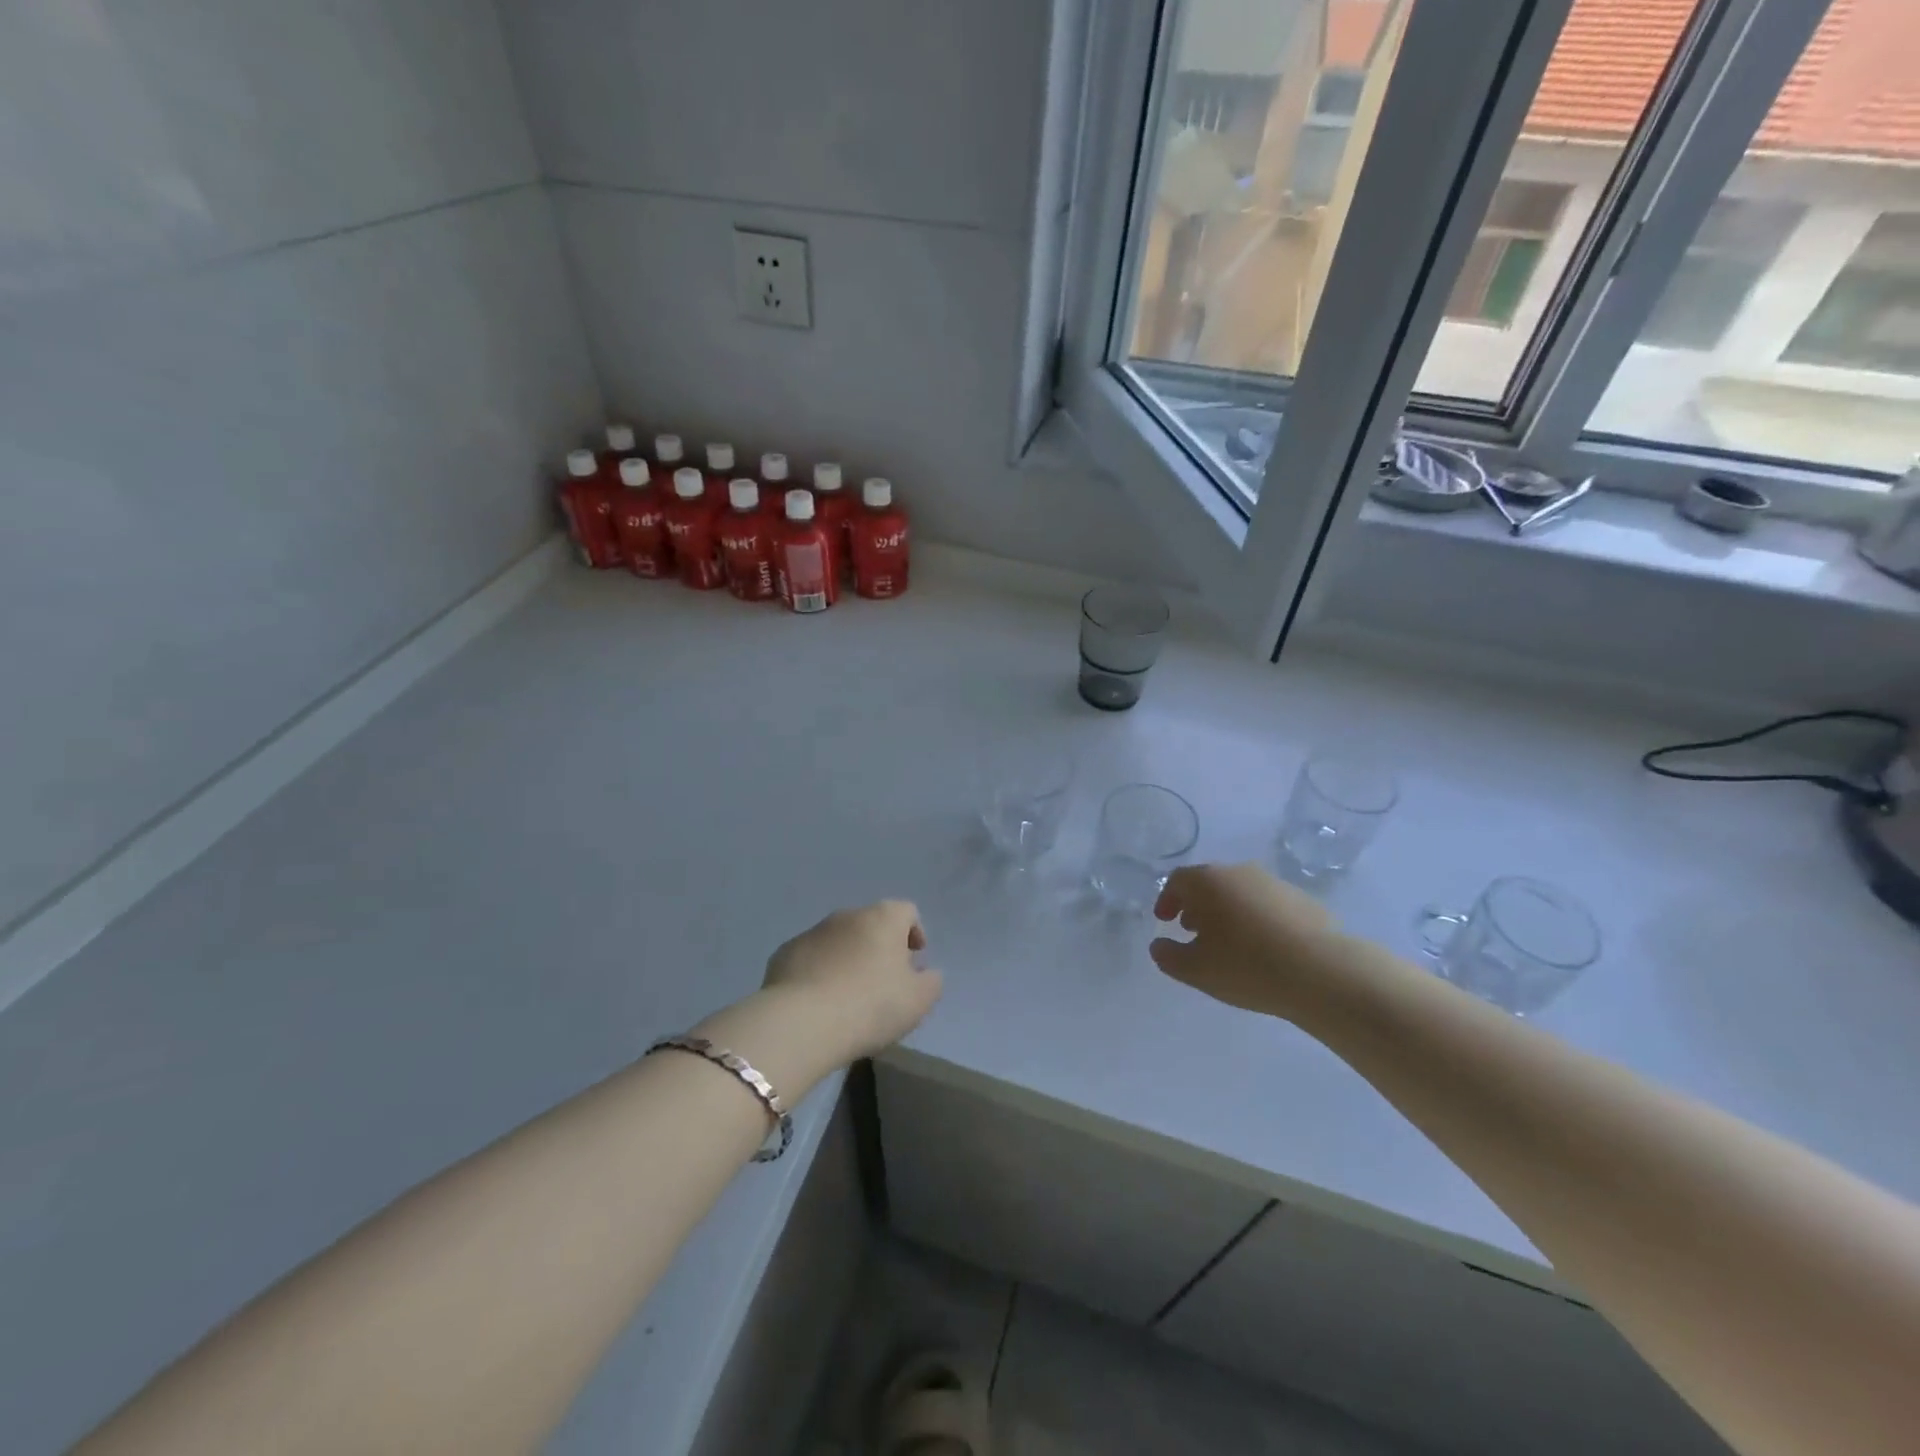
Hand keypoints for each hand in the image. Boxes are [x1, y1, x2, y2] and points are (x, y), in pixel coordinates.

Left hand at [761, 900, 943, 1066]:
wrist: (802, 1022)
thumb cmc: (871, 1006)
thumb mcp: (918, 1001)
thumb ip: (931, 982)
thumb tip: (926, 973)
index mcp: (883, 918)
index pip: (906, 911)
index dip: (914, 932)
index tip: (915, 960)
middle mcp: (847, 915)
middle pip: (871, 923)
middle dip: (879, 946)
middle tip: (883, 981)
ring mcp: (812, 932)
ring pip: (839, 940)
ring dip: (848, 958)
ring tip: (849, 995)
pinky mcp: (784, 954)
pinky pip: (810, 958)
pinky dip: (819, 971)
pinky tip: (819, 1002)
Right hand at [1150, 863, 1349, 1019]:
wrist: (1323, 972)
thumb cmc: (1247, 965)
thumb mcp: (1195, 970)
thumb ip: (1168, 956)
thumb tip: (1159, 945)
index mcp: (1209, 881)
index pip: (1178, 880)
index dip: (1167, 899)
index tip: (1164, 920)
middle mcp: (1240, 872)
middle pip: (1210, 882)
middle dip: (1196, 905)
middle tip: (1192, 930)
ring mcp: (1275, 884)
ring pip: (1240, 892)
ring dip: (1227, 911)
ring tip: (1228, 942)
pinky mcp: (1304, 901)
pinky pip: (1267, 905)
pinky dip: (1255, 919)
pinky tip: (1262, 948)